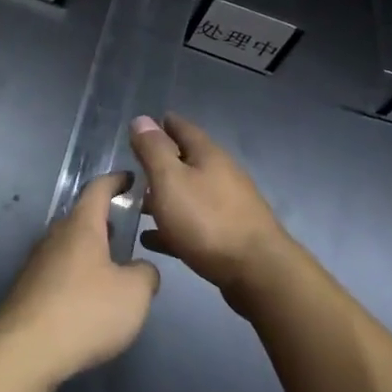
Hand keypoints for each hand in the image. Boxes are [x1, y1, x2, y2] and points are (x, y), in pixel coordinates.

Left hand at [0, 171, 159, 389]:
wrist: (25, 351)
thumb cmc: (85, 311)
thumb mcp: (134, 294)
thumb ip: (145, 274)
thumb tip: (141, 269)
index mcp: (81, 227)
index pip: (98, 190)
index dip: (116, 181)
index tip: (130, 179)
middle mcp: (54, 237)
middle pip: (80, 219)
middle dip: (102, 221)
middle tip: (124, 228)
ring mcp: (36, 264)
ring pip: (67, 246)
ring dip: (88, 251)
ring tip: (110, 266)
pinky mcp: (27, 291)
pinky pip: (57, 272)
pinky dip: (75, 276)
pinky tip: (87, 299)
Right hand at [130, 114, 297, 312]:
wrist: (257, 272)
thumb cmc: (207, 220)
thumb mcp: (170, 180)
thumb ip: (154, 150)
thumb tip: (142, 119)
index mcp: (208, 155)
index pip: (183, 128)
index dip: (162, 125)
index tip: (143, 125)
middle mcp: (221, 175)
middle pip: (187, 161)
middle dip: (162, 163)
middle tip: (134, 167)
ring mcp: (228, 206)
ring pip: (190, 194)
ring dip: (165, 197)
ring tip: (137, 205)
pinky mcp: (228, 236)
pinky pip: (193, 224)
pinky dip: (172, 226)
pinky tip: (152, 238)